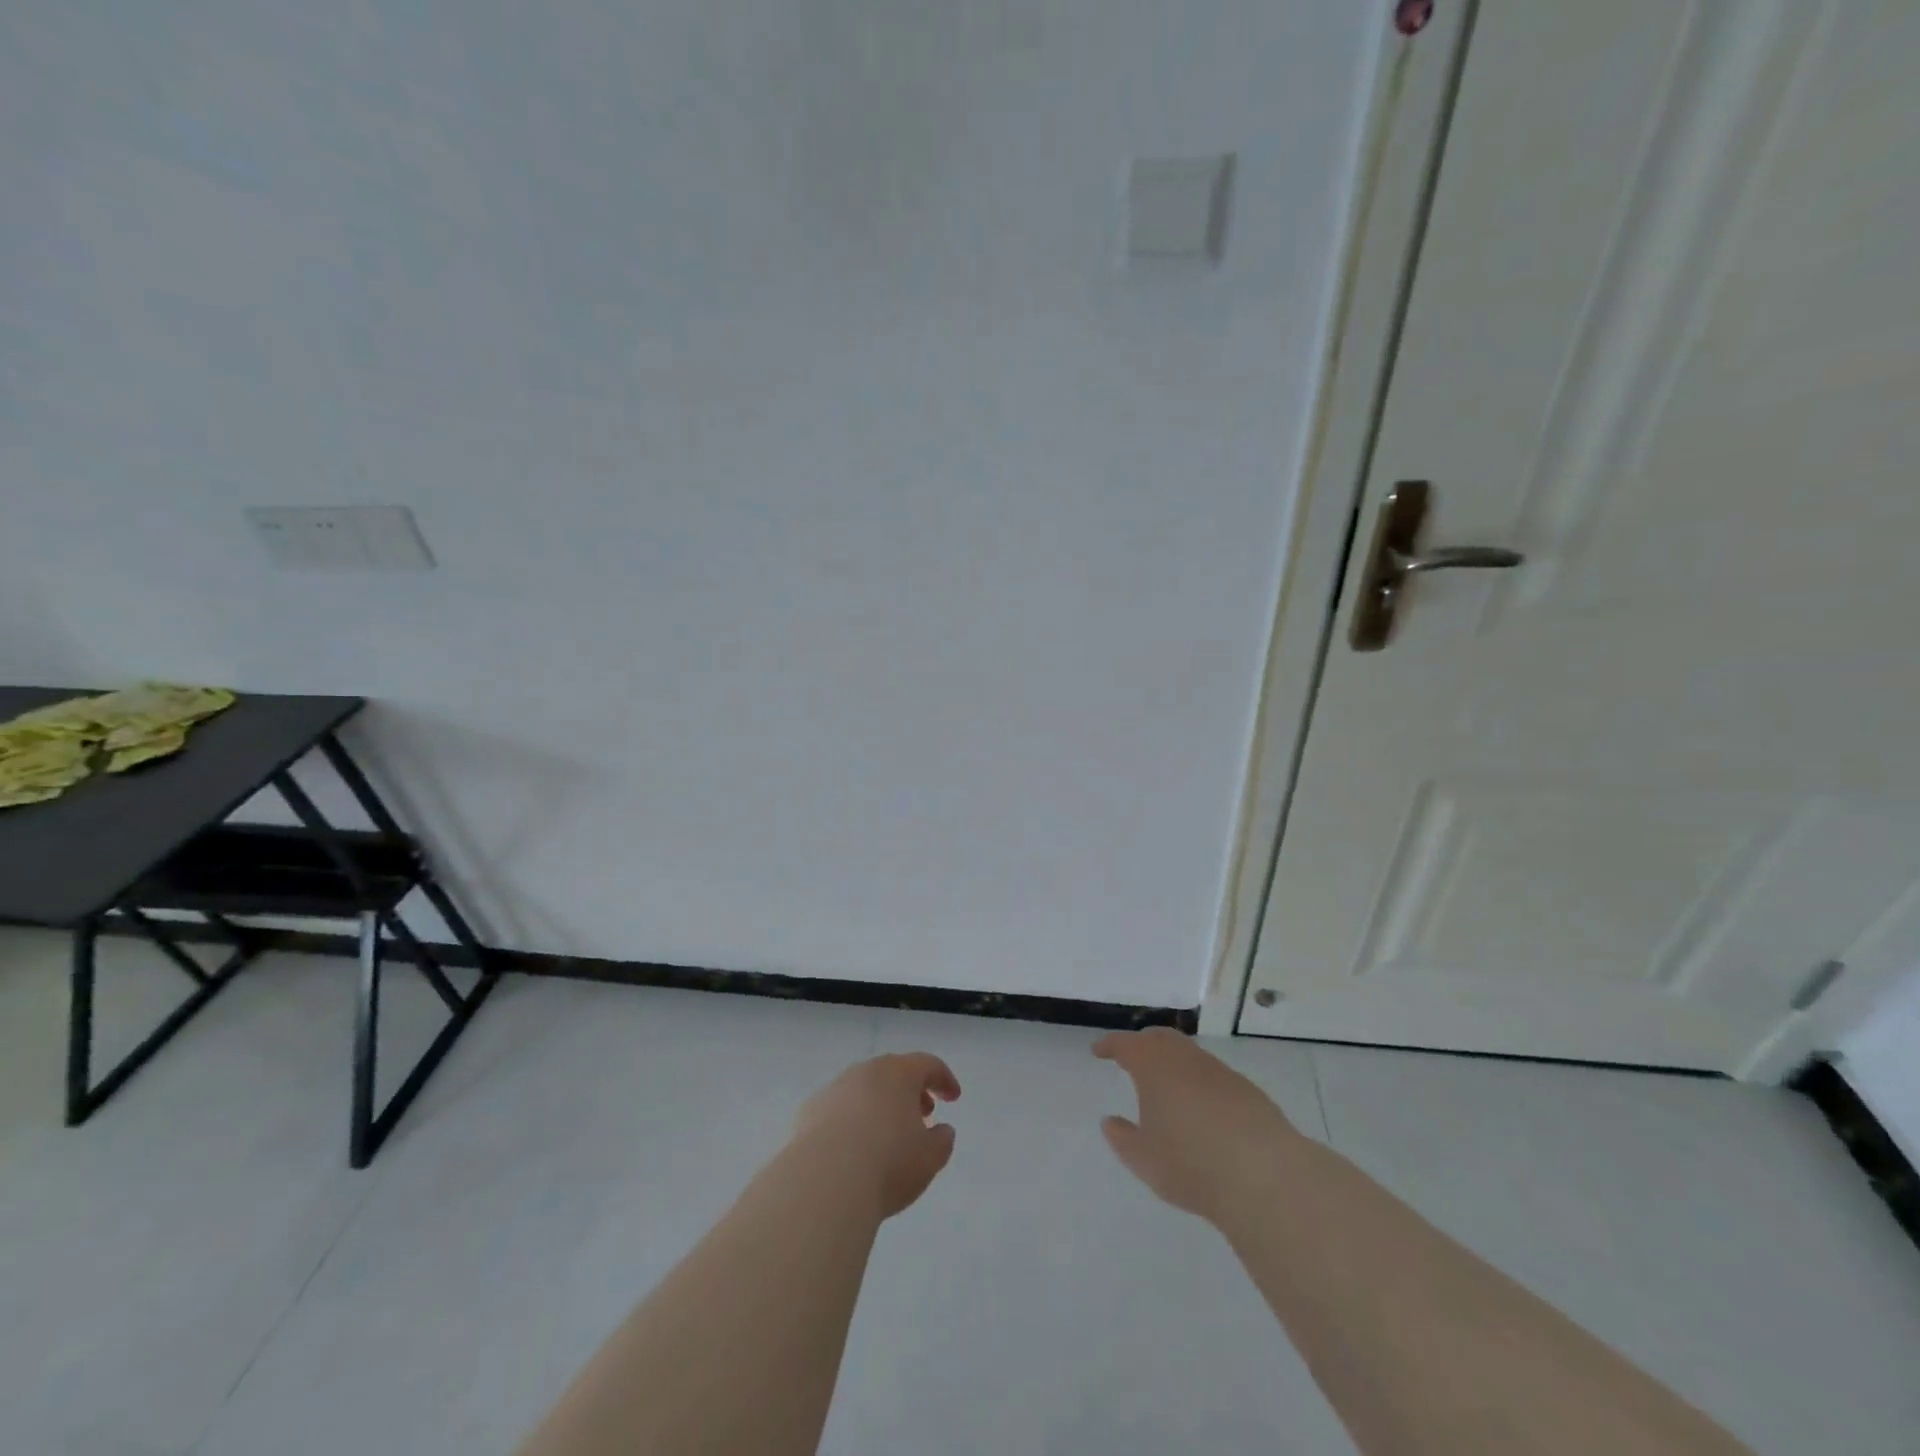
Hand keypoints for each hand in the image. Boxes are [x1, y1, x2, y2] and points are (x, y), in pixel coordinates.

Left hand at [790, 1053, 961, 1218]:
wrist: (823, 1183)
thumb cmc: (888, 1164)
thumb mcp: (930, 1158)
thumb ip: (942, 1140)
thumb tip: (941, 1131)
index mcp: (898, 1073)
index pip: (928, 1064)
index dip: (944, 1079)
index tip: (953, 1098)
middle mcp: (865, 1072)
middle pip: (893, 1073)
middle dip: (911, 1091)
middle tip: (923, 1115)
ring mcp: (834, 1090)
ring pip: (864, 1090)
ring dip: (880, 1106)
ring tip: (887, 1136)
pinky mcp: (809, 1112)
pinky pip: (839, 1110)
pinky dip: (851, 1122)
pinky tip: (853, 1150)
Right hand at [1094, 1028, 1299, 1223]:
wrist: (1264, 1174)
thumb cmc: (1191, 1163)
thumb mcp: (1144, 1159)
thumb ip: (1123, 1138)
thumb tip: (1110, 1122)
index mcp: (1154, 1066)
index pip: (1125, 1044)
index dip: (1110, 1045)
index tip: (1099, 1051)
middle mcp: (1185, 1059)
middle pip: (1160, 1039)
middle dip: (1143, 1045)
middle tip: (1132, 1058)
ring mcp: (1220, 1071)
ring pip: (1190, 1055)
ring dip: (1174, 1063)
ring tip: (1167, 1086)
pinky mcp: (1247, 1090)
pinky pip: (1214, 1076)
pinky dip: (1199, 1083)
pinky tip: (1202, 1109)